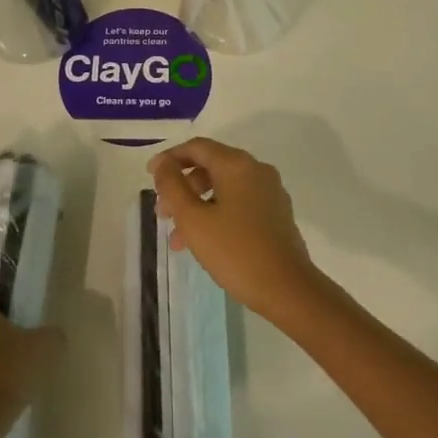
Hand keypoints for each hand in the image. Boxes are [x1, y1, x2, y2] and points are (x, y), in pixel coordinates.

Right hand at [149, 138, 321, 319]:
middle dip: (181, 187)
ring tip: (177, 238)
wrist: (288, 290)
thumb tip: (162, 163)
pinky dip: (216, 213)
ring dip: (196, 205)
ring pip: (223, 188)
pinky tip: (203, 242)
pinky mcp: (276, 214)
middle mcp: (256, 170)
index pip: (197, 147)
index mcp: (237, 165)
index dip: (169, 158)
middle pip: (210, 166)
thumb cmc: (235, 251)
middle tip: (162, 213)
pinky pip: (239, 203)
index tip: (149, 176)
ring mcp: (270, 192)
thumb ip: (172, 186)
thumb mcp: (193, 219)